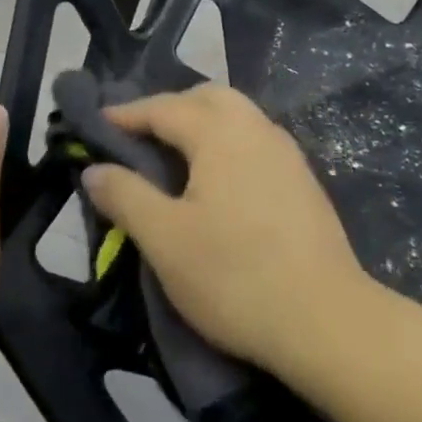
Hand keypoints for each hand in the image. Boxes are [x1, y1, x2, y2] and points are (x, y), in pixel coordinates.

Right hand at [81, 85, 366, 375]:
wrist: (327, 322)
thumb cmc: (234, 276)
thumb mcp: (164, 239)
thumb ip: (125, 195)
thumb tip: (94, 169)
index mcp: (221, 133)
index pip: (163, 107)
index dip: (125, 114)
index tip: (95, 125)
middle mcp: (258, 130)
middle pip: (207, 98)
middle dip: (168, 109)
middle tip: (138, 138)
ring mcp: (288, 155)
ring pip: (237, 118)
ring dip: (201, 125)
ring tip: (173, 159)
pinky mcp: (304, 183)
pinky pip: (255, 143)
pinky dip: (225, 145)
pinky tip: (216, 183)